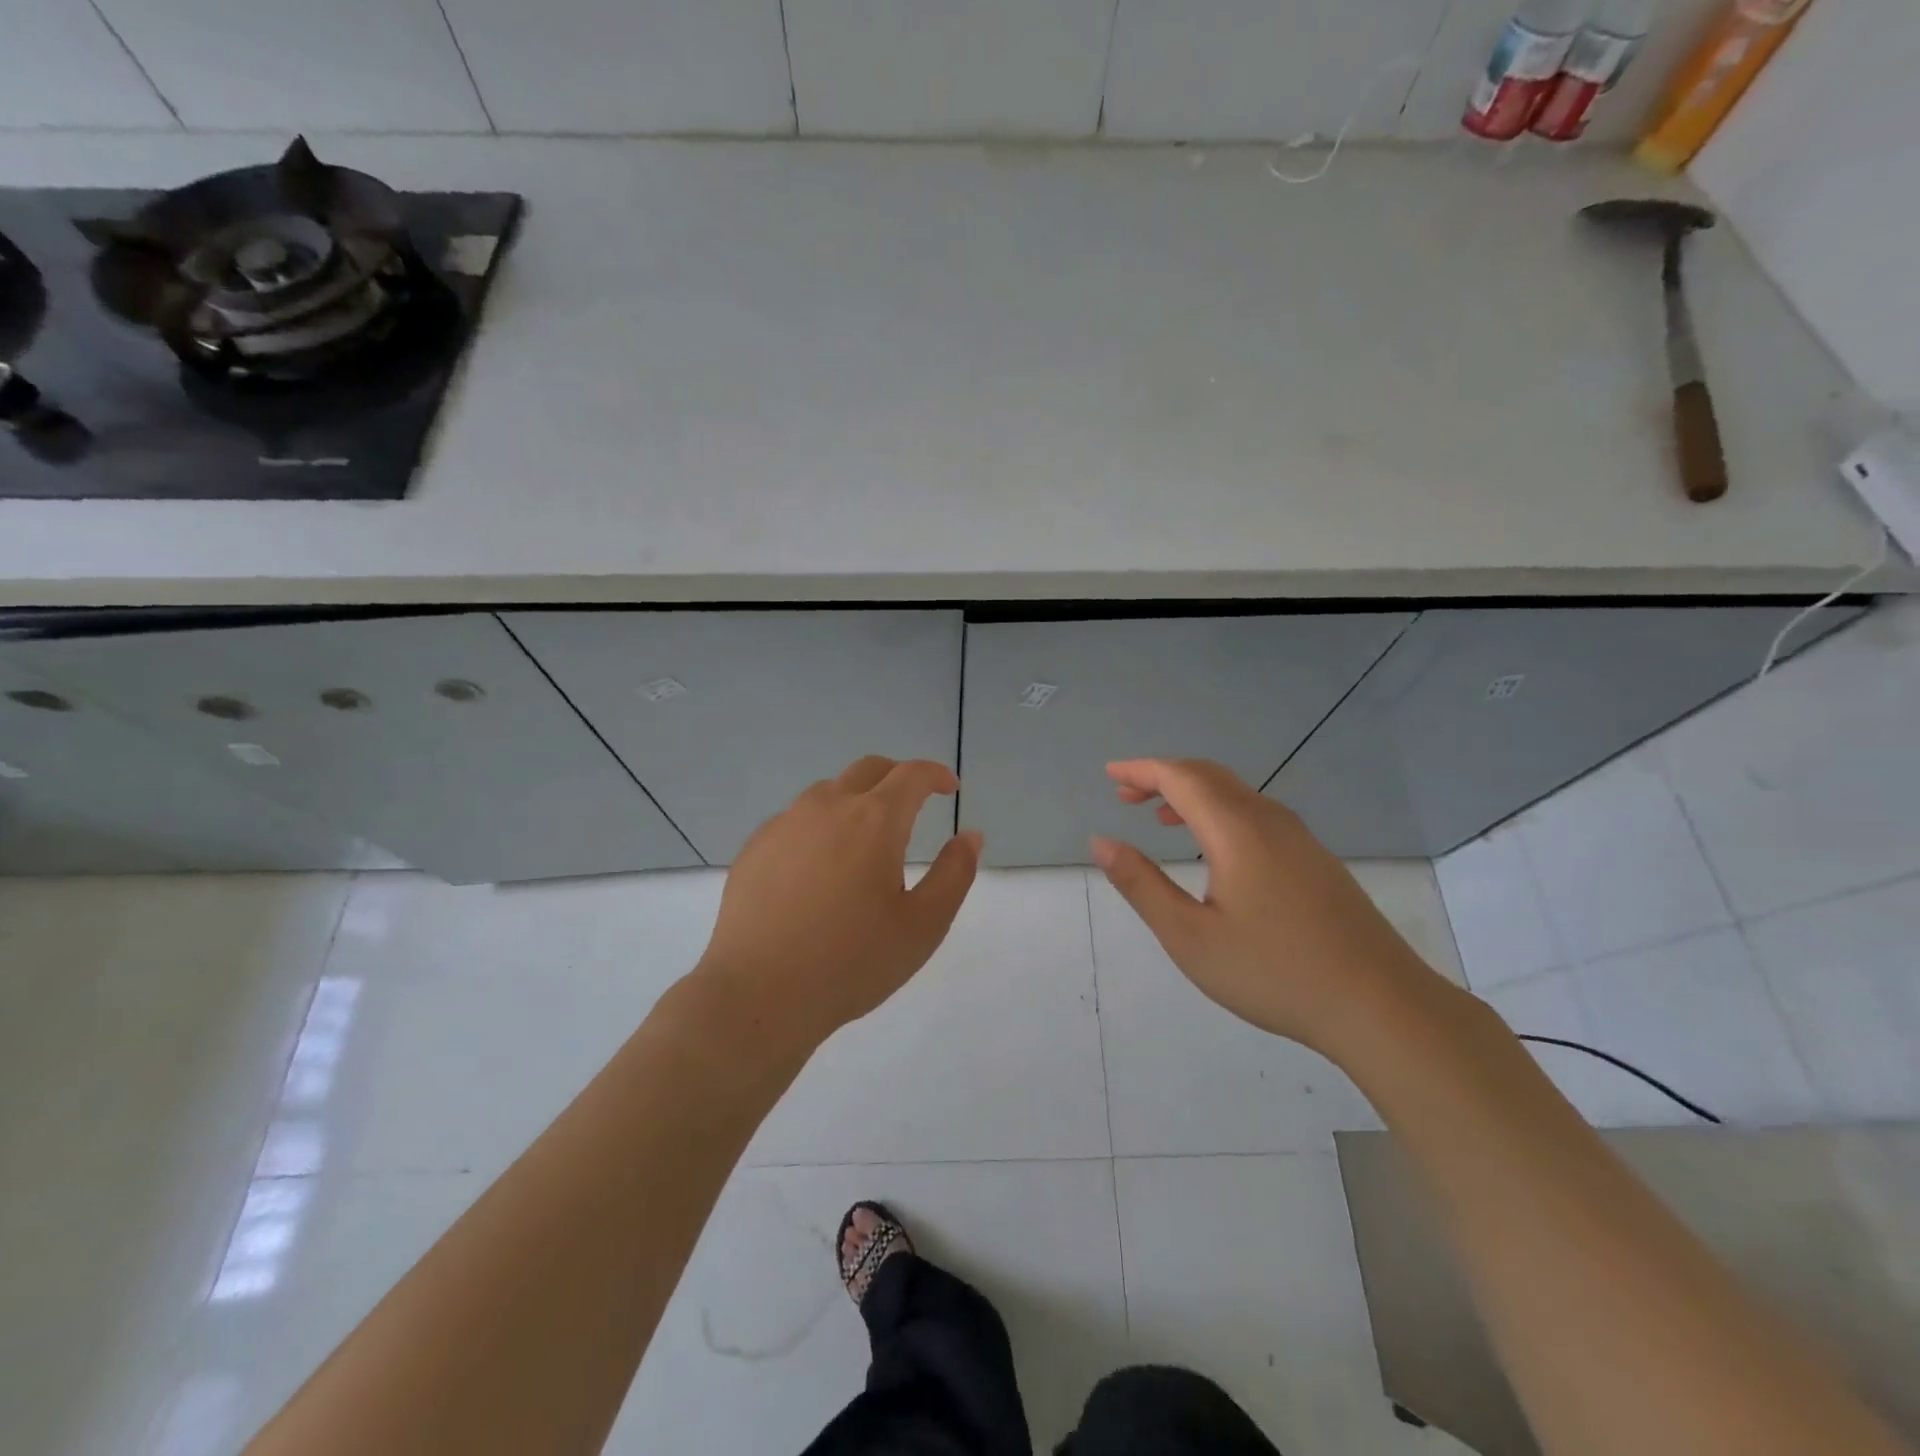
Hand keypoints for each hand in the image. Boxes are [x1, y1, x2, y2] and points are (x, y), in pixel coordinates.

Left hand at [696, 755, 982, 1048]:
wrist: (758, 994)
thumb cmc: (852, 963)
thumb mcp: (923, 926)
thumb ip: (954, 874)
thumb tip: (970, 835)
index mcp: (875, 821)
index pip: (911, 775)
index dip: (935, 774)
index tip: (948, 788)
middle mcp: (828, 807)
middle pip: (868, 770)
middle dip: (897, 778)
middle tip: (912, 805)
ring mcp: (785, 824)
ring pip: (828, 792)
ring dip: (856, 801)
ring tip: (864, 841)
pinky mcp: (755, 847)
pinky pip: (795, 820)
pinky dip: (819, 827)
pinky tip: (817, 869)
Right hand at [1090, 758, 1448, 1056]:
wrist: (1380, 1005)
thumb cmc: (1274, 972)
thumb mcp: (1190, 936)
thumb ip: (1141, 884)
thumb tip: (1101, 842)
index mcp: (1237, 831)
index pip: (1181, 777)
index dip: (1142, 770)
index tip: (1110, 774)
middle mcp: (1270, 820)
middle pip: (1209, 776)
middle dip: (1163, 777)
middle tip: (1125, 794)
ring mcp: (1300, 838)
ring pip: (1236, 794)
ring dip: (1192, 794)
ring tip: (1159, 817)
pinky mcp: (1316, 859)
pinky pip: (1256, 814)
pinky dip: (1219, 812)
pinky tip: (1213, 848)